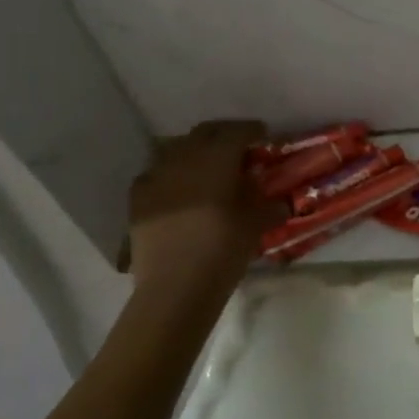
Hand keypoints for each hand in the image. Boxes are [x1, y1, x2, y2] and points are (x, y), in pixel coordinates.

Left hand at [125, 121, 278, 294]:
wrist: (173, 288)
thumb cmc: (222, 251)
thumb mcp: (255, 225)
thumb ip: (268, 205)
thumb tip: (280, 201)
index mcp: (217, 158)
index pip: (237, 131)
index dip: (252, 130)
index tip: (262, 136)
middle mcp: (184, 157)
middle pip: (205, 132)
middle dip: (223, 135)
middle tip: (237, 149)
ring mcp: (156, 175)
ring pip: (177, 148)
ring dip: (195, 152)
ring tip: (207, 169)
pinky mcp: (137, 197)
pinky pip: (156, 173)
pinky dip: (171, 174)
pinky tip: (178, 190)